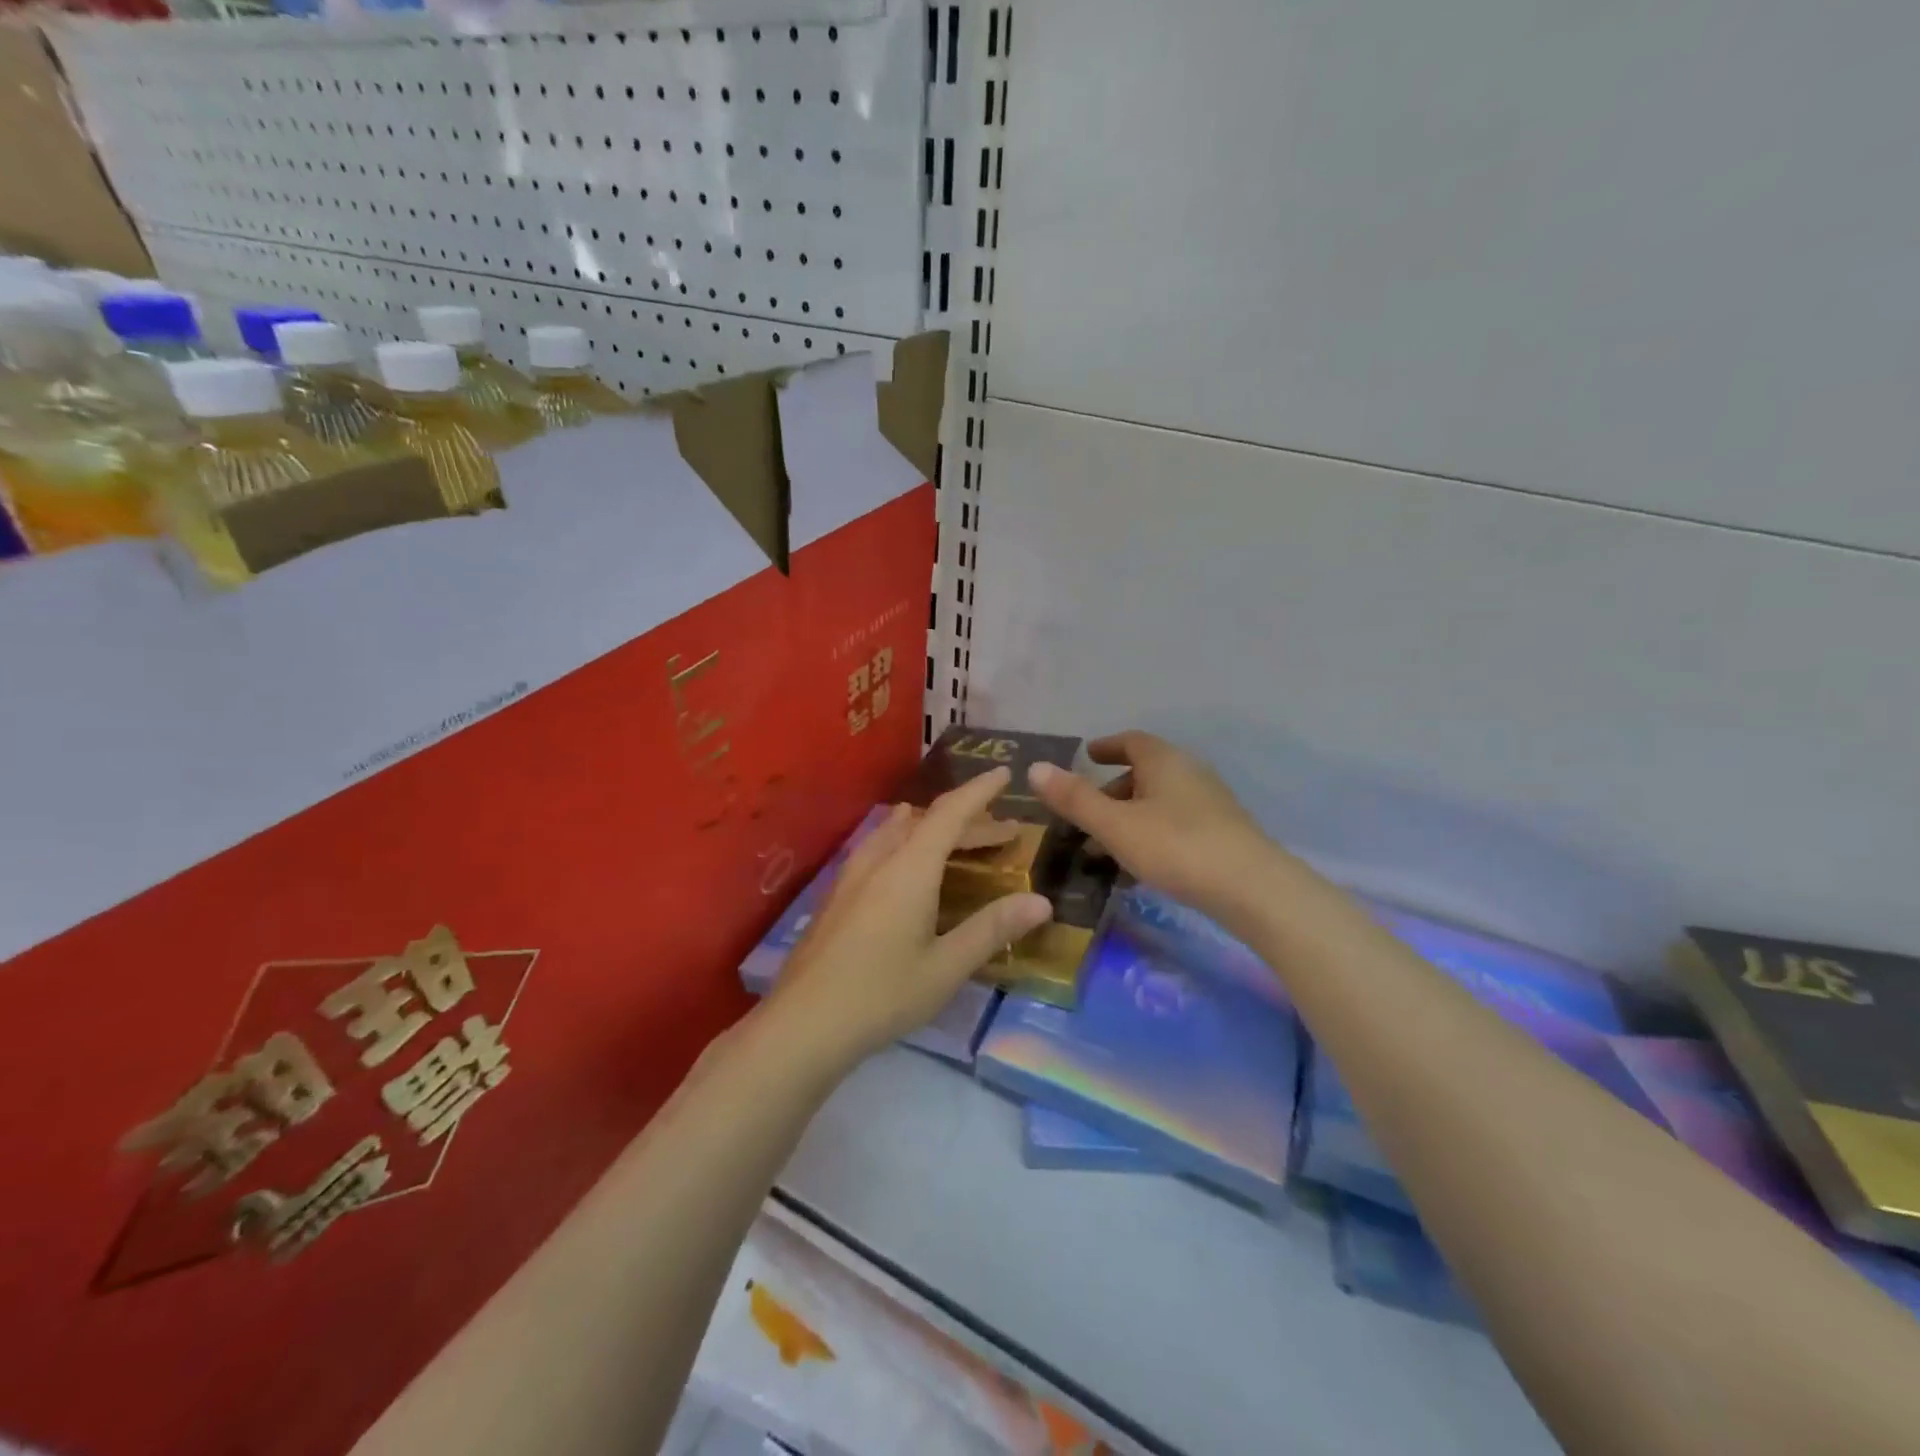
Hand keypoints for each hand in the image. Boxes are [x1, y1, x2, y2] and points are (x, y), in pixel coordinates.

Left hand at [763, 767, 1053, 1070]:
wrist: (803, 1023)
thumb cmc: (882, 995)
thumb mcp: (946, 967)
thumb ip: (992, 929)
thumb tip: (1041, 901)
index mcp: (909, 869)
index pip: (950, 813)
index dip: (979, 791)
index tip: (1003, 772)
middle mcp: (879, 860)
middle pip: (927, 822)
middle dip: (968, 819)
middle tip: (1003, 832)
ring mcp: (852, 875)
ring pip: (898, 832)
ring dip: (934, 830)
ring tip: (958, 840)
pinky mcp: (837, 894)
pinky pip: (880, 848)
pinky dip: (908, 843)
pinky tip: (908, 868)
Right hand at [1029, 731, 1283, 926]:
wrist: (1252, 888)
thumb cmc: (1176, 846)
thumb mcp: (1115, 825)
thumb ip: (1075, 798)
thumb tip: (1035, 768)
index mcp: (1164, 761)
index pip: (1132, 741)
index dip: (1107, 746)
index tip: (1087, 756)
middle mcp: (1189, 772)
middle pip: (1145, 772)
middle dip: (1112, 790)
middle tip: (1086, 814)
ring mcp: (1210, 802)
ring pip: (1160, 801)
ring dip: (1130, 817)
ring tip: (1106, 848)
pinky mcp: (1223, 832)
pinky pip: (1176, 822)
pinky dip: (1151, 833)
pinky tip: (1141, 867)